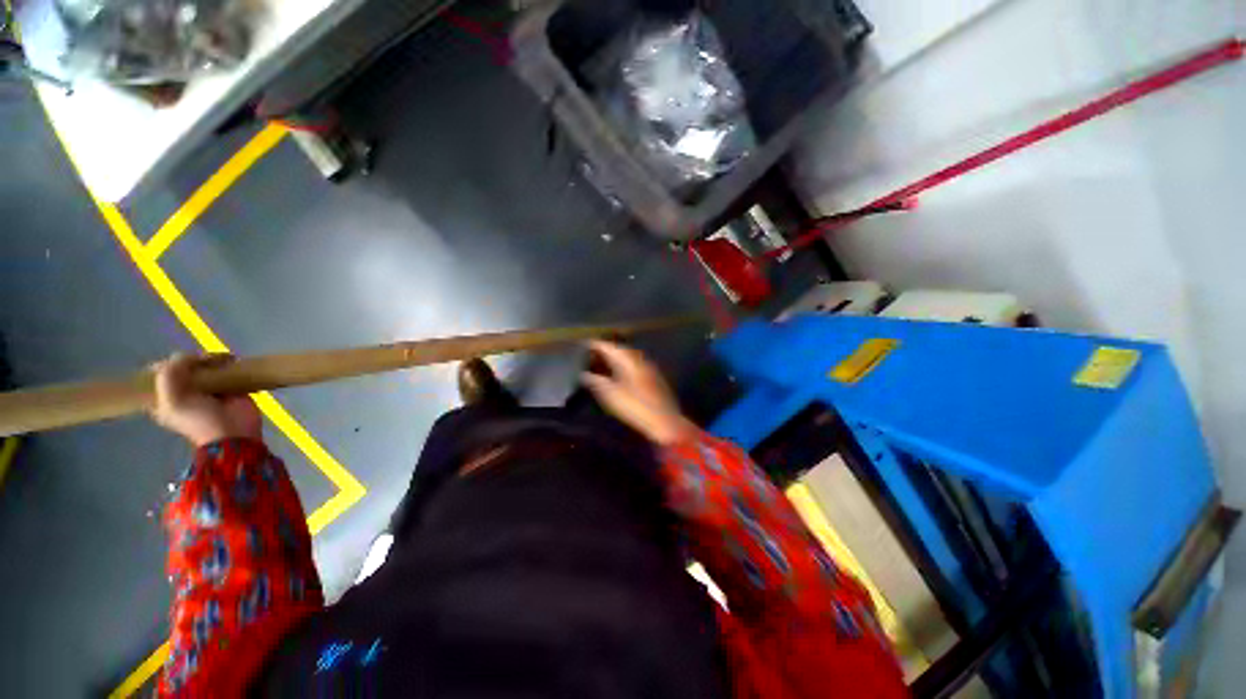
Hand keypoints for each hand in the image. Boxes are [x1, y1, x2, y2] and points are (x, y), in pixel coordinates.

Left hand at [151, 353, 262, 447]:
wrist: (232, 431)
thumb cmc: (198, 419)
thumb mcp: (173, 399)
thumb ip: (170, 373)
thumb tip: (185, 355)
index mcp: (163, 397)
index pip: (158, 374)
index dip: (166, 364)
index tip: (177, 363)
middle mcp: (184, 391)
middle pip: (182, 366)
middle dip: (191, 359)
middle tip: (202, 360)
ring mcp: (207, 388)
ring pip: (204, 365)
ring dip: (211, 358)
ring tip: (219, 359)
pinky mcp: (230, 386)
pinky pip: (226, 369)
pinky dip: (229, 362)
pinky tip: (232, 360)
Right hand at [581, 341, 695, 446]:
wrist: (665, 421)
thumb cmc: (635, 407)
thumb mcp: (611, 395)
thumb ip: (596, 382)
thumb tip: (584, 374)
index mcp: (628, 360)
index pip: (610, 347)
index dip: (597, 345)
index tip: (585, 344)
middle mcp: (640, 360)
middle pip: (621, 349)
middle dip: (607, 350)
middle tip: (593, 352)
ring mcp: (649, 368)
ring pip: (630, 357)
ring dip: (617, 358)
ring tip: (604, 362)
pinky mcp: (654, 378)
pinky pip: (636, 365)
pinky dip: (625, 366)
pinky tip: (621, 374)